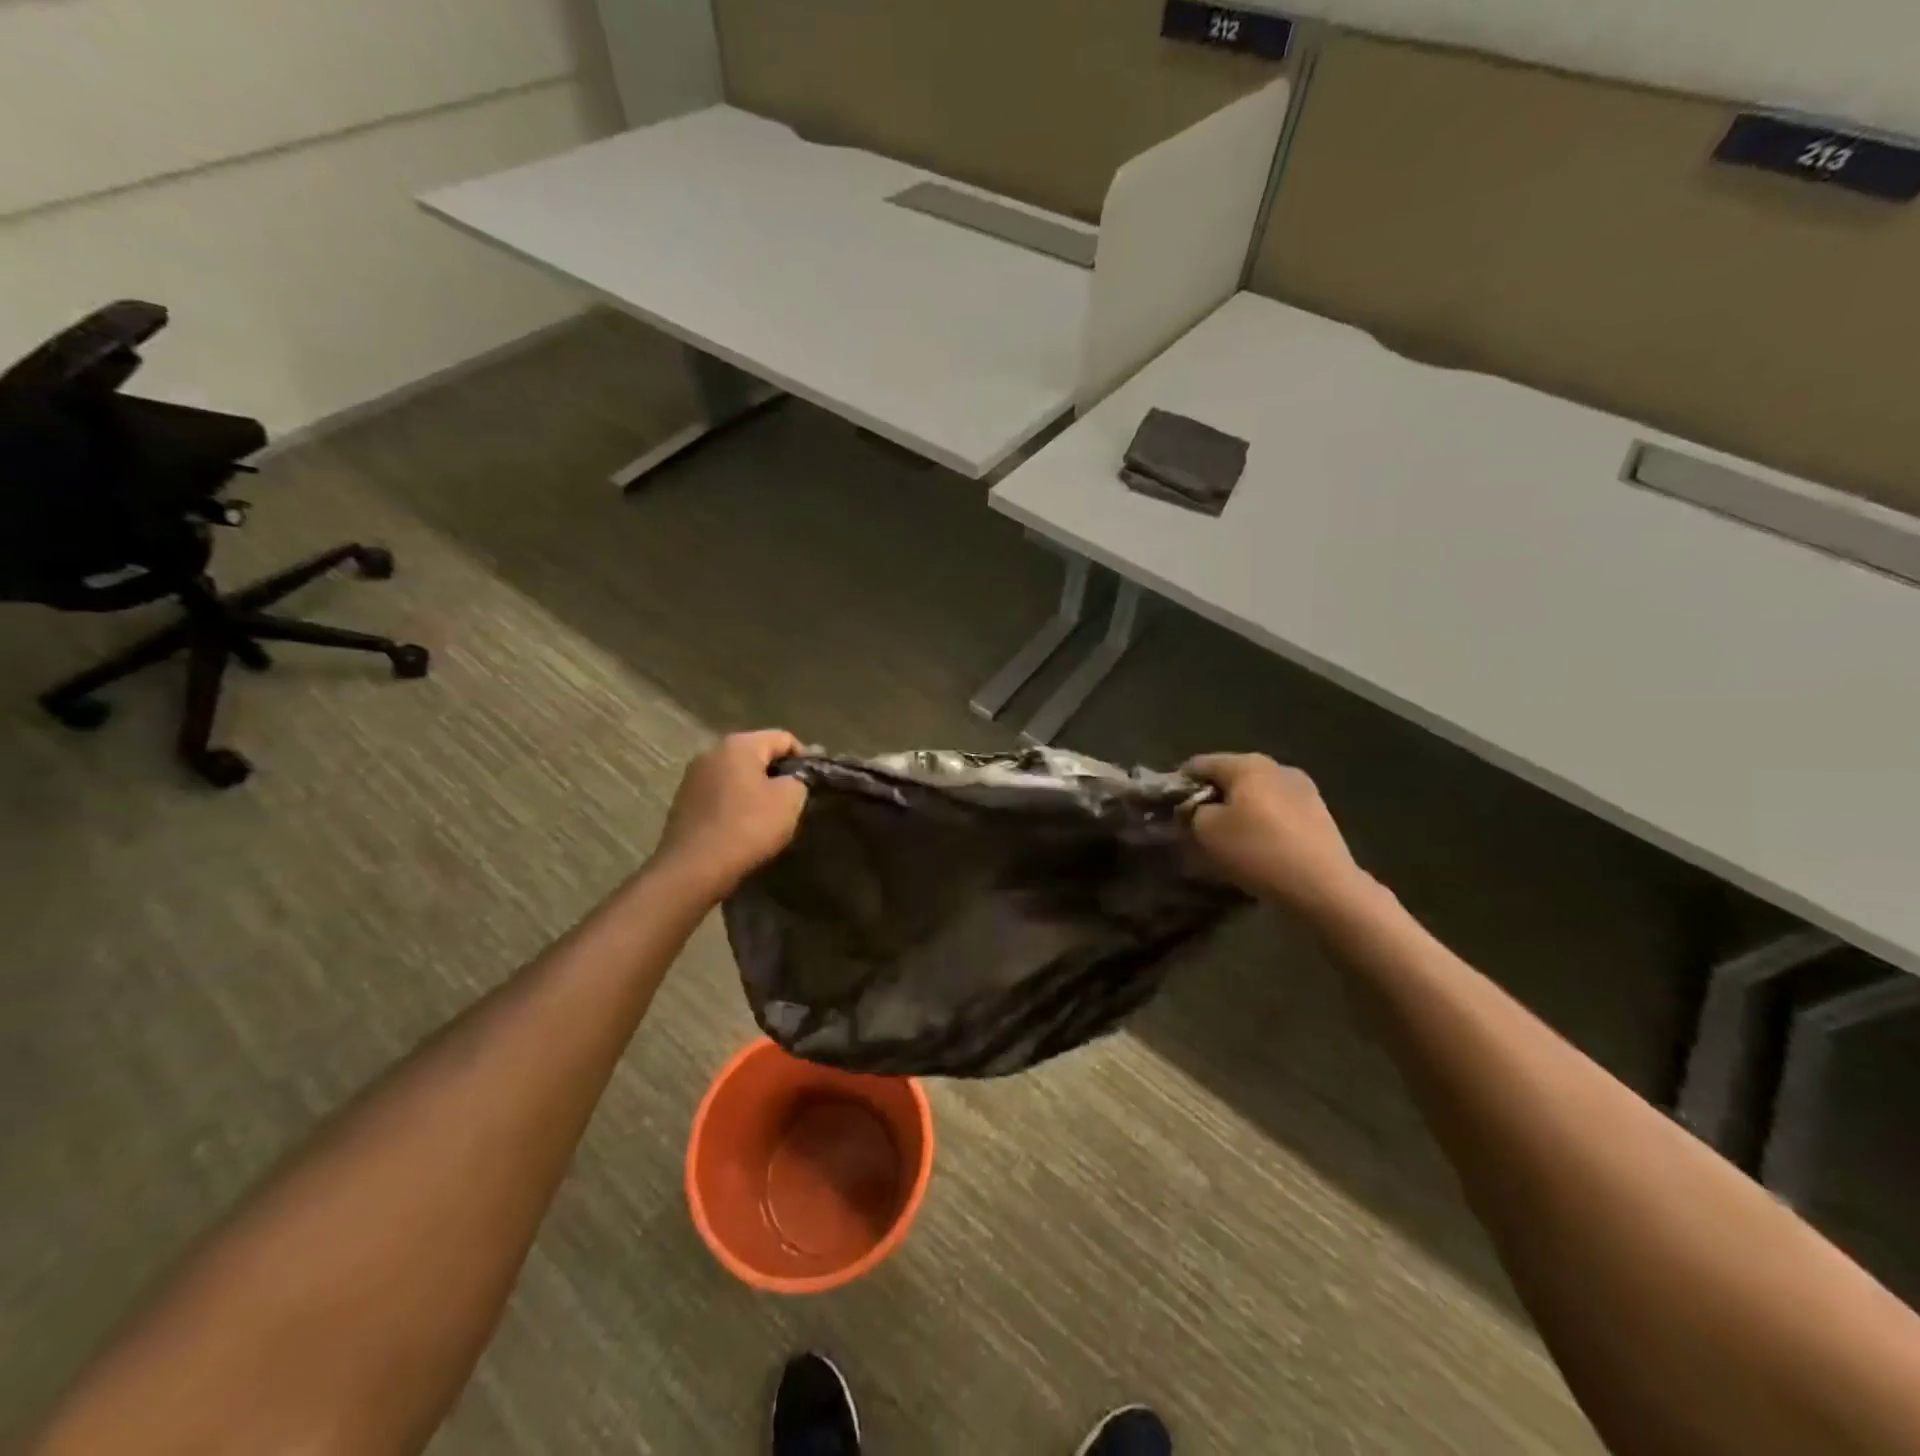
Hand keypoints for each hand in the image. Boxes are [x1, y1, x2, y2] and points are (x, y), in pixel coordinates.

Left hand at [652, 730, 808, 900]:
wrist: (693, 869)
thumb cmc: (747, 827)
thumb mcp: (789, 800)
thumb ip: (799, 779)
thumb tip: (795, 776)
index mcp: (739, 744)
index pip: (784, 738)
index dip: (805, 758)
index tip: (813, 784)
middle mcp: (712, 751)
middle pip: (757, 754)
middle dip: (778, 773)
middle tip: (794, 800)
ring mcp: (693, 776)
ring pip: (737, 775)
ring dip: (755, 789)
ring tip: (768, 816)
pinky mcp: (683, 801)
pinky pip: (719, 794)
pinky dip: (735, 804)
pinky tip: (743, 826)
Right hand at [1184, 754, 1375, 921]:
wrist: (1323, 888)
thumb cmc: (1257, 850)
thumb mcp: (1206, 831)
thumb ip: (1192, 812)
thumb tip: (1196, 809)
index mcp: (1247, 763)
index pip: (1200, 764)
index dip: (1179, 784)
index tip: (1169, 809)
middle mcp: (1277, 767)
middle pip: (1230, 778)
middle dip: (1210, 799)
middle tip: (1195, 829)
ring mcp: (1304, 790)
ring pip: (1255, 796)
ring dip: (1237, 814)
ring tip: (1227, 842)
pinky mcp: (1319, 816)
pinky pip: (1277, 814)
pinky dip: (1261, 826)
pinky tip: (1257, 850)